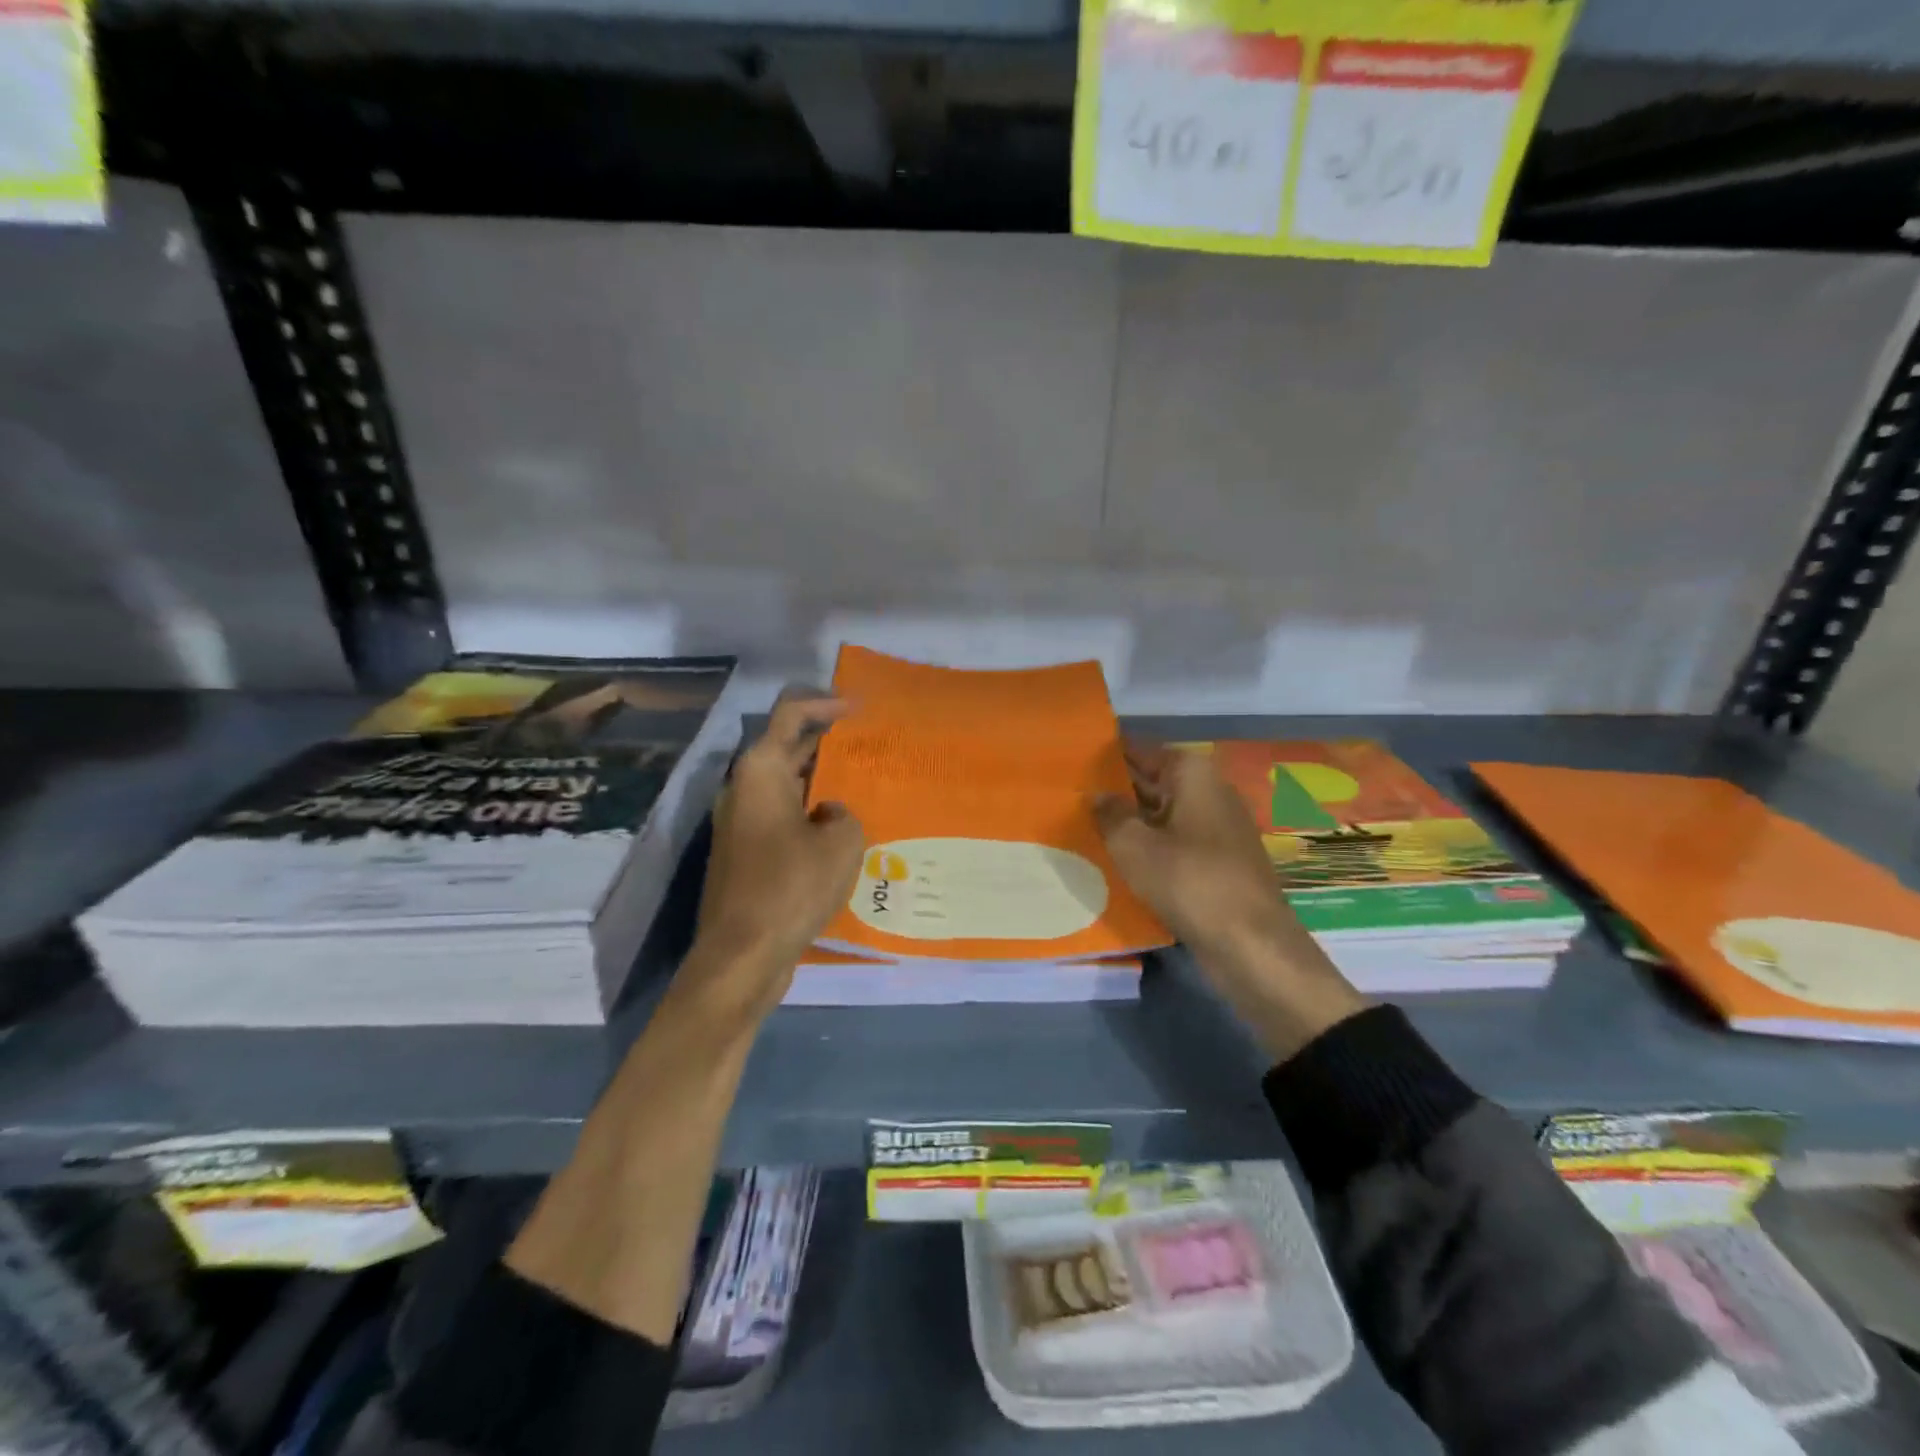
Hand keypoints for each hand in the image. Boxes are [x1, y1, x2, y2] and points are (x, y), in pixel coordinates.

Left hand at [682, 692, 865, 1021]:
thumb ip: (845, 813)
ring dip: (821, 780)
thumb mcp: (842, 842)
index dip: (826, 703)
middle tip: (868, 743)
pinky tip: (842, 828)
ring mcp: (741, 822)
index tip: (859, 708)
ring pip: (786, 785)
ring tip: (863, 783)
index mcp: (761, 771)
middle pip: (787, 747)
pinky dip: (810, 811)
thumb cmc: (791, 886)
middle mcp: (744, 788)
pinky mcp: (745, 853)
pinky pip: (783, 816)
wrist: (742, 954)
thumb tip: (828, 815)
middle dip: (827, 742)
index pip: (792, 715)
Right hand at [1093, 741, 1365, 1058]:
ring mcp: (1219, 828)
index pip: (1141, 752)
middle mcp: (1210, 792)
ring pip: (1164, 815)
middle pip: (1154, 782)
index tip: (1073, 762)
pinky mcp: (1221, 862)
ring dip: (1132, 822)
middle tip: (1072, 797)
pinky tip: (1121, 860)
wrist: (1250, 943)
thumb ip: (1110, 814)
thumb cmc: (1188, 880)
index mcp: (1193, 774)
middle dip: (1117, 790)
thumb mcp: (1133, 845)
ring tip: (1087, 828)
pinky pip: (1176, 843)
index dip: (1108, 756)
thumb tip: (1098, 795)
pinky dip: (1151, 847)